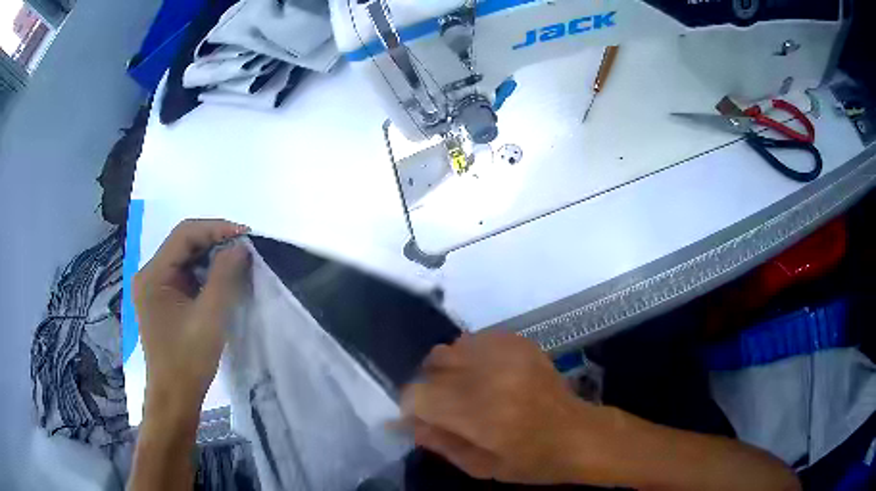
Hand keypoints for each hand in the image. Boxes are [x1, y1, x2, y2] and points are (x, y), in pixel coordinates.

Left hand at [133, 219, 250, 422]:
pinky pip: (185, 277)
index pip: (184, 234)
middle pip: (183, 244)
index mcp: (153, 275)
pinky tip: (222, 280)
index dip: (216, 229)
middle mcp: (149, 275)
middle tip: (244, 248)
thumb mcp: (210, 316)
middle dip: (214, 242)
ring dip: (210, 257)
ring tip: (237, 262)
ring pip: (185, 260)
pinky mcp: (162, 302)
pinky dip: (204, 274)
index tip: (245, 235)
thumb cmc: (188, 359)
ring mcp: (154, 289)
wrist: (175, 397)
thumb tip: (240, 246)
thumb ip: (224, 276)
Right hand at [401, 331, 620, 485]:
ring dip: (450, 370)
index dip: (412, 408)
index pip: (419, 394)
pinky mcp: (520, 343)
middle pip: (432, 364)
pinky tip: (486, 375)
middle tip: (447, 407)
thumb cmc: (531, 461)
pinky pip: (476, 339)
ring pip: (451, 348)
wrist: (578, 435)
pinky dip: (471, 356)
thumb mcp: (480, 466)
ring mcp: (508, 353)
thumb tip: (408, 423)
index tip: (421, 420)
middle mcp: (491, 376)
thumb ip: (439, 443)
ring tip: (468, 390)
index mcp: (480, 413)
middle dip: (430, 387)